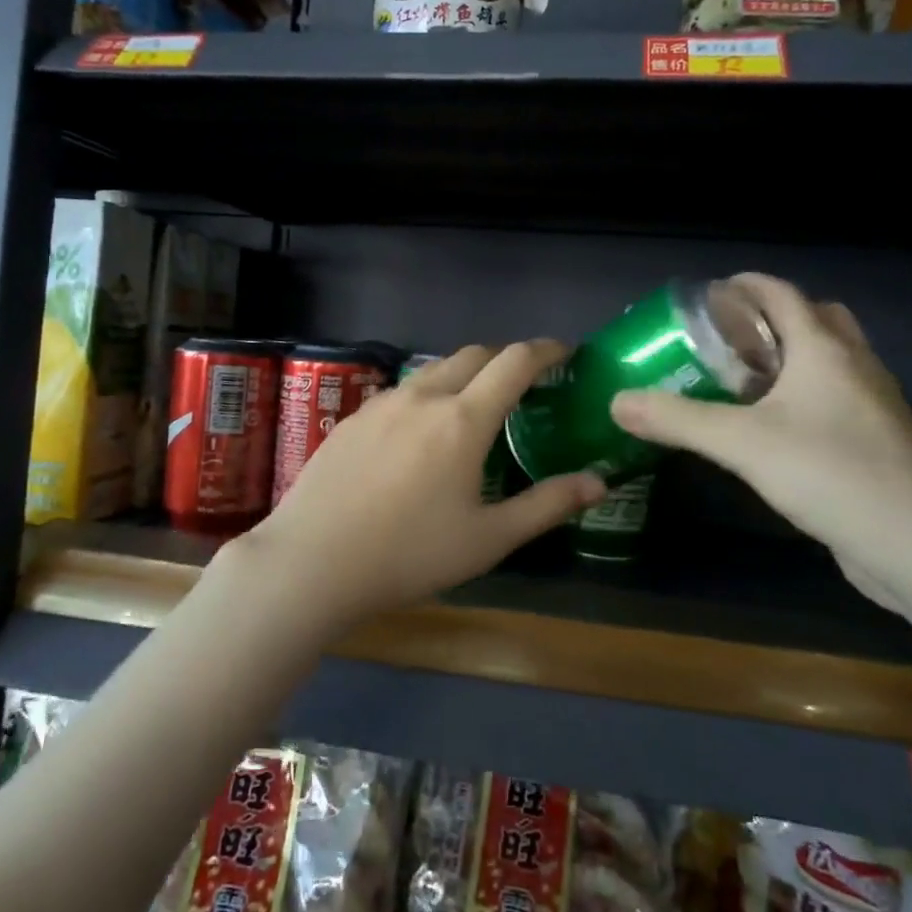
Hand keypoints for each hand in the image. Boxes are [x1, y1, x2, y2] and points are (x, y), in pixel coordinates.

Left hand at [240, 341, 606, 628]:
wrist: (312, 561)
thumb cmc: (409, 554)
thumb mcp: (488, 539)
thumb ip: (546, 505)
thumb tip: (599, 482)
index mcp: (463, 419)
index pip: (514, 362)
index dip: (545, 350)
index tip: (564, 352)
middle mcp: (424, 397)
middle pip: (474, 354)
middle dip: (505, 358)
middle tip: (523, 382)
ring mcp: (382, 403)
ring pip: (434, 370)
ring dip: (464, 374)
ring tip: (473, 405)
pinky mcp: (353, 417)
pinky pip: (402, 391)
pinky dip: (427, 394)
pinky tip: (419, 432)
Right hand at [608, 273, 911, 608]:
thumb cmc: (829, 472)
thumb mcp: (740, 442)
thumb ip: (676, 419)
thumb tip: (617, 402)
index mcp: (824, 349)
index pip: (783, 294)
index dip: (746, 285)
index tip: (709, 294)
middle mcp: (855, 365)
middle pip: (817, 318)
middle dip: (773, 318)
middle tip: (730, 338)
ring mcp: (874, 404)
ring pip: (832, 359)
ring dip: (793, 356)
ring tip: (746, 380)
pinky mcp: (880, 441)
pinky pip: (839, 397)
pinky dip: (808, 393)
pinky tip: (776, 427)